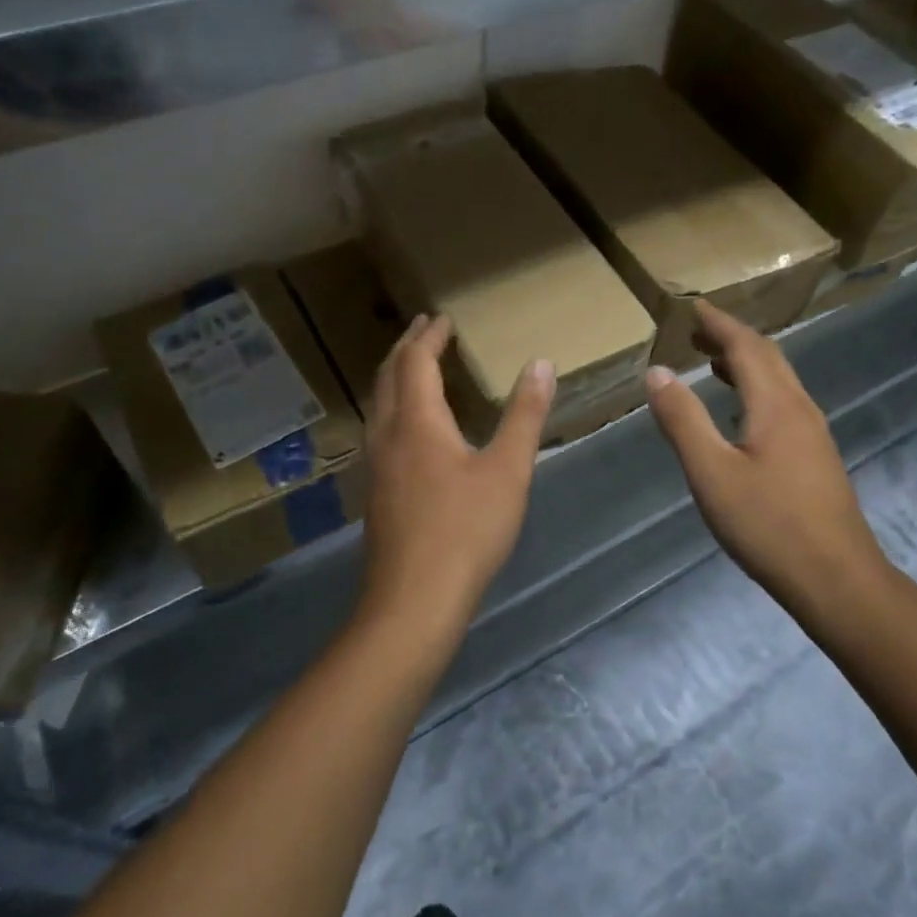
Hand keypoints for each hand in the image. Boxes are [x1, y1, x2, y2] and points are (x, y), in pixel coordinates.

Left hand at [359, 314, 553, 645]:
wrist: (415, 599)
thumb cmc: (466, 529)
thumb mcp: (508, 470)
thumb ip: (524, 415)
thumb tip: (541, 364)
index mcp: (417, 421)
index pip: (416, 361)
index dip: (429, 336)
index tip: (444, 317)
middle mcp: (387, 435)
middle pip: (388, 376)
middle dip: (405, 347)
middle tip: (424, 328)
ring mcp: (376, 465)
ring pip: (378, 404)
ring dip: (395, 376)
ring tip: (414, 367)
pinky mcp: (376, 491)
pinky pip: (379, 429)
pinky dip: (394, 406)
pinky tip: (409, 427)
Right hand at [644, 301, 890, 623]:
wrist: (837, 579)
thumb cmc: (768, 525)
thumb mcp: (711, 472)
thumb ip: (683, 420)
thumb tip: (657, 371)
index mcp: (775, 405)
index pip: (747, 346)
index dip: (719, 324)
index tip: (693, 308)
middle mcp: (800, 408)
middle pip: (768, 357)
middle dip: (732, 339)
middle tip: (697, 333)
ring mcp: (813, 434)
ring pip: (779, 381)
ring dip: (746, 364)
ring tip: (712, 364)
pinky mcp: (816, 457)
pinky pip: (784, 403)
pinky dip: (757, 390)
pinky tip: (742, 413)